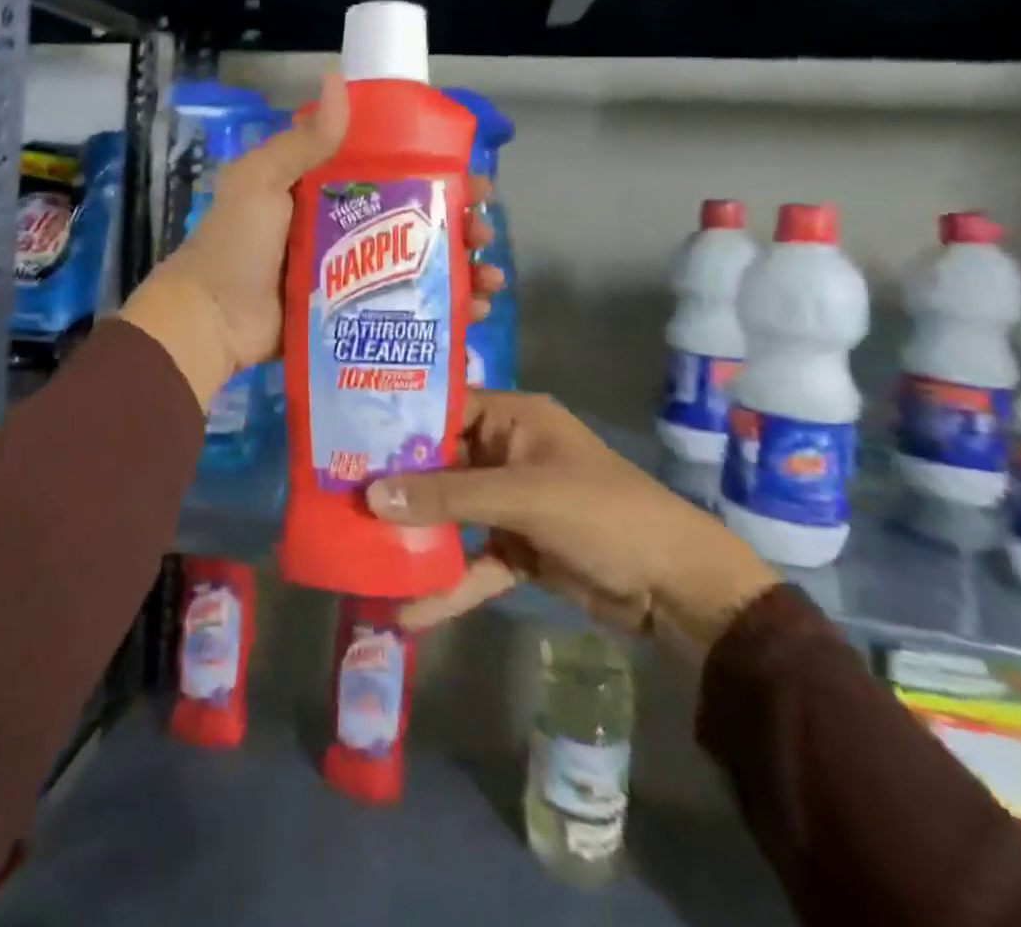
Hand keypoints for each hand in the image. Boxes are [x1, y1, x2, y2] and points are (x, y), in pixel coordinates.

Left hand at [121, 72, 504, 404]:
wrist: (210, 320)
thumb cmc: (236, 245)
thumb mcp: (261, 182)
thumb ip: (302, 141)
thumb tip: (339, 79)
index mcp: (326, 191)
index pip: (393, 174)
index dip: (436, 175)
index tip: (472, 181)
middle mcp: (344, 229)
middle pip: (415, 223)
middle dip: (459, 226)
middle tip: (483, 234)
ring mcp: (351, 277)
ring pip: (418, 268)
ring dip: (459, 271)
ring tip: (487, 280)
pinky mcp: (352, 315)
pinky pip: (404, 309)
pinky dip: (441, 312)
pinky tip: (472, 315)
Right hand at [365, 392, 777, 659]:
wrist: (681, 591)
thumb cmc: (603, 514)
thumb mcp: (523, 497)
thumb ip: (448, 495)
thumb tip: (371, 495)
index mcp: (514, 418)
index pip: (444, 409)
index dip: (399, 422)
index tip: (347, 437)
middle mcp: (508, 452)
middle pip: (441, 464)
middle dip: (398, 485)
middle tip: (339, 495)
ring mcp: (512, 503)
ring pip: (452, 513)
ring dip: (417, 535)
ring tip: (361, 549)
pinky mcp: (519, 548)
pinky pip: (473, 560)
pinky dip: (447, 583)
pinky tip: (410, 610)